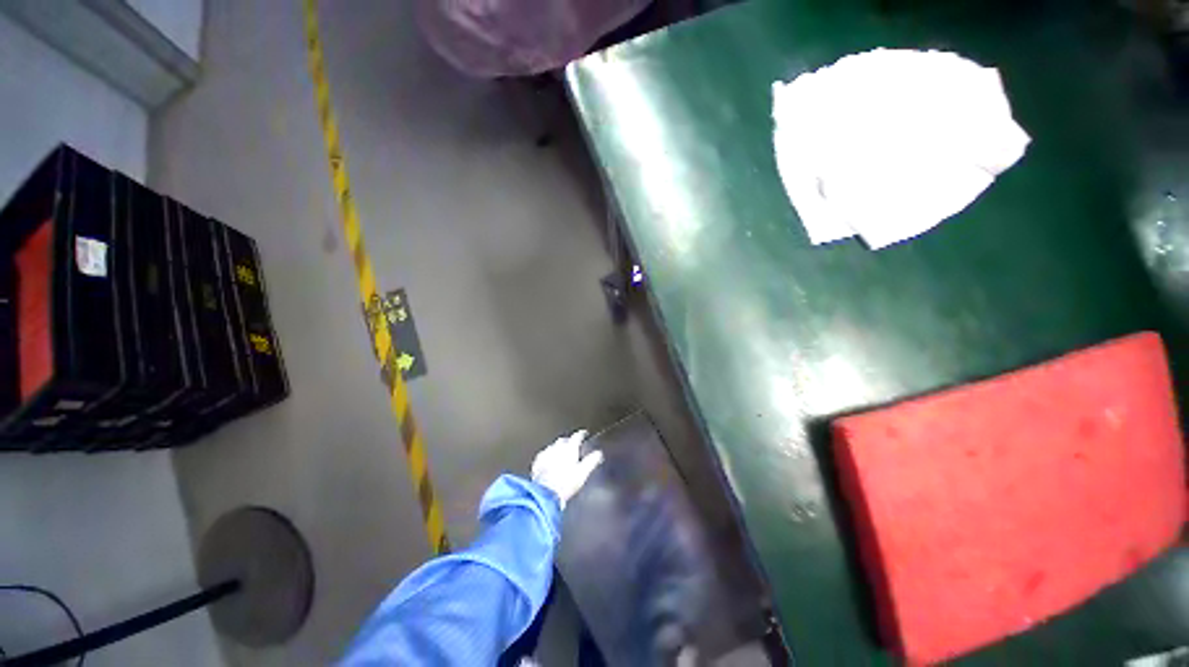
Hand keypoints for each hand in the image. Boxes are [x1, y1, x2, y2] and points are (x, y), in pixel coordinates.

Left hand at [531, 430, 603, 509]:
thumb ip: (591, 461)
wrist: (545, 494)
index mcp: (569, 448)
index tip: (584, 434)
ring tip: (562, 454)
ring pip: (553, 446)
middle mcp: (557, 447)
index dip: (581, 434)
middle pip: (564, 440)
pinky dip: (548, 456)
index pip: (577, 436)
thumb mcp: (583, 473)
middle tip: (573, 446)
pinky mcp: (537, 462)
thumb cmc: (565, 483)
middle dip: (569, 441)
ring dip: (558, 448)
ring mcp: (546, 454)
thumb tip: (598, 453)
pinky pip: (544, 455)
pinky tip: (549, 461)